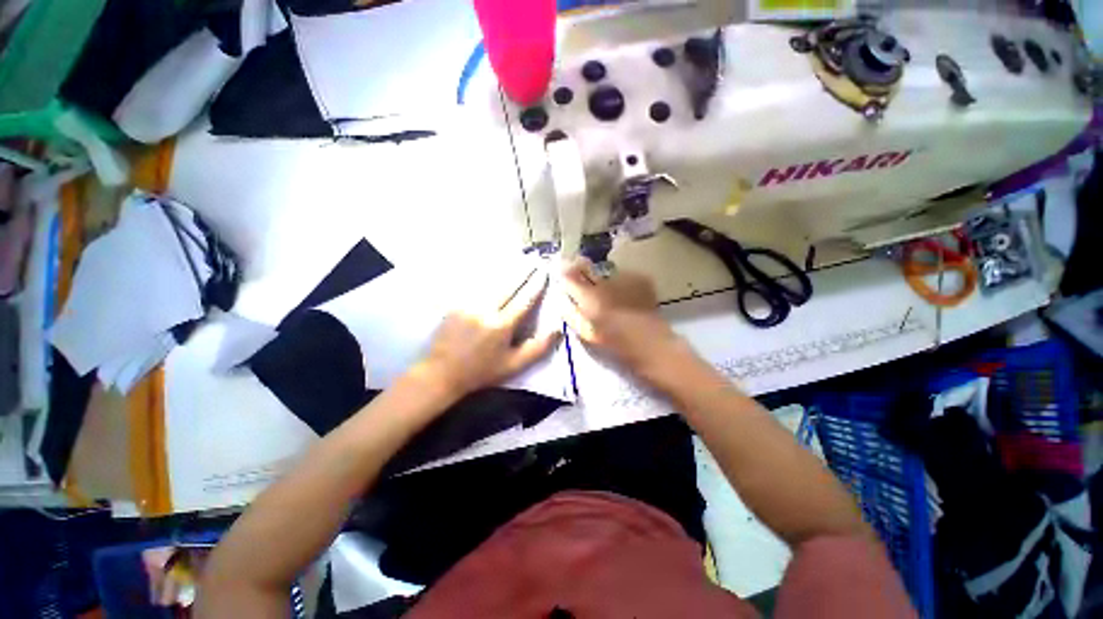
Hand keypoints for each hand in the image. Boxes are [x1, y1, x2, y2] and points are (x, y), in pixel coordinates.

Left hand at [418, 269, 560, 397]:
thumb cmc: (482, 371)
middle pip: (508, 286)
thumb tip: (558, 331)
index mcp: (501, 325)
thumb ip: (537, 348)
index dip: (535, 286)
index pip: (524, 300)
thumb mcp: (513, 365)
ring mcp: (468, 305)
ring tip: (517, 261)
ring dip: (506, 272)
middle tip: (533, 261)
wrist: (442, 372)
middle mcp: (485, 310)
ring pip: (491, 283)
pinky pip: (475, 287)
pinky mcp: (455, 304)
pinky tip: (493, 272)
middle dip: (523, 273)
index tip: (544, 274)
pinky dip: (487, 278)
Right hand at [561, 259, 686, 380]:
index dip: (563, 271)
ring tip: (605, 289)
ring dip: (600, 276)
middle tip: (577, 270)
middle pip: (586, 266)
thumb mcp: (585, 332)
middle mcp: (605, 282)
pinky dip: (619, 281)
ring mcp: (624, 278)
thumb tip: (560, 297)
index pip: (569, 275)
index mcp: (589, 298)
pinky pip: (622, 274)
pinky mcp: (640, 279)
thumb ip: (570, 313)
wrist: (651, 344)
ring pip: (604, 270)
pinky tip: (623, 293)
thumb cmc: (614, 343)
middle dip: (579, 266)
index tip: (561, 270)